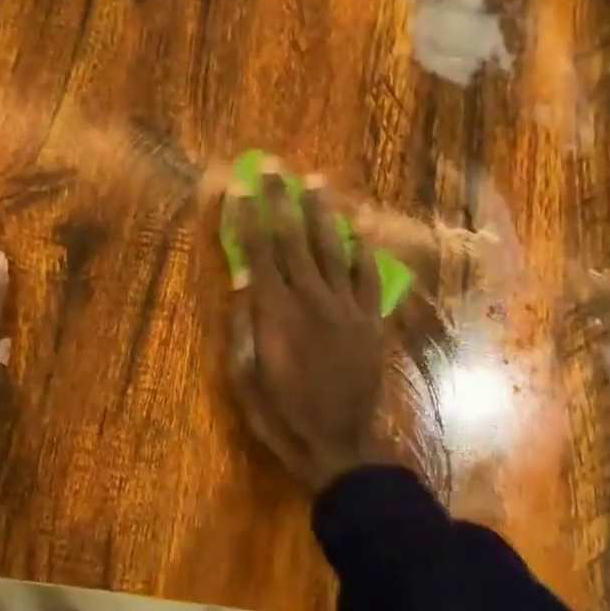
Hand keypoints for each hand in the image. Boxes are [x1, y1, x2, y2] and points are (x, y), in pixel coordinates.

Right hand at [224, 166, 386, 492]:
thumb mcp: (245, 378)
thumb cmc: (282, 415)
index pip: (259, 252)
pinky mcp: (368, 320)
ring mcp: (345, 307)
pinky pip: (366, 276)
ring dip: (322, 212)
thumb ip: (244, 326)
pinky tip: (357, 227)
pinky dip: (361, 249)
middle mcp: (312, 299)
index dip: (248, 217)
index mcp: (276, 313)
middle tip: (274, 166)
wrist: (339, 444)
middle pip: (293, 239)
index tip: (241, 186)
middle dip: (281, 199)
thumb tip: (243, 279)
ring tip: (315, 181)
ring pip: (331, 249)